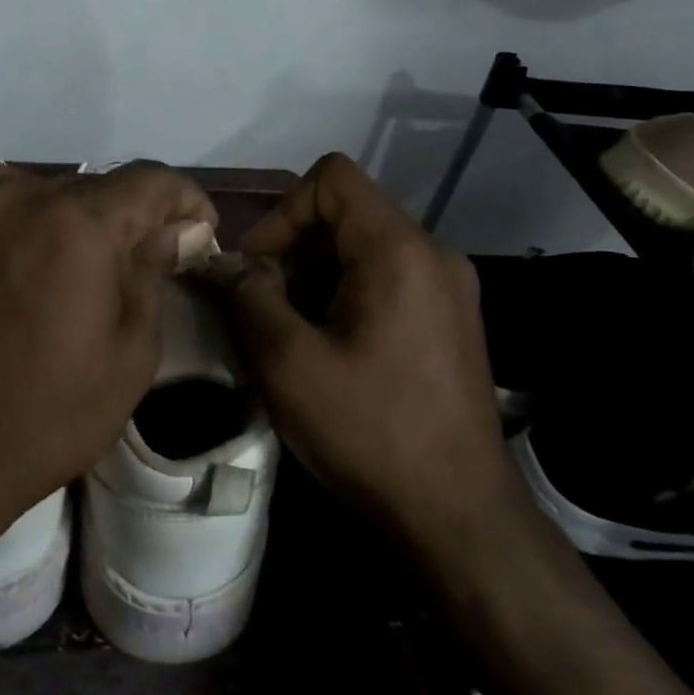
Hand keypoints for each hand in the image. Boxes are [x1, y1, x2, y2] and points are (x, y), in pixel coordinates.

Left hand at [0, 160, 217, 540]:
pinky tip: (25, 247)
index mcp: (79, 223)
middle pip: (100, 187)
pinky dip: (24, 210)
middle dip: (134, 218)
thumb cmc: (44, 415)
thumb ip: (155, 274)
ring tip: (80, 268)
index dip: (187, 201)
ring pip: (49, 190)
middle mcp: (23, 194)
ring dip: (78, 218)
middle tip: (146, 262)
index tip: (200, 233)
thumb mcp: (129, 356)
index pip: (152, 180)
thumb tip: (179, 230)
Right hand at [227, 153, 516, 541]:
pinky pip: (388, 279)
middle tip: (265, 306)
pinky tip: (331, 350)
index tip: (259, 267)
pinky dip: (347, 295)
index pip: (332, 178)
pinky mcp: (452, 320)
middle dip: (294, 249)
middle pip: (347, 213)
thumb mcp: (288, 362)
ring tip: (293, 333)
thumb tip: (233, 265)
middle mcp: (433, 253)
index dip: (284, 210)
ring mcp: (450, 287)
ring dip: (316, 276)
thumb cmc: (370, 430)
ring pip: (365, 248)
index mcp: (399, 249)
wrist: (460, 516)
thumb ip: (249, 296)